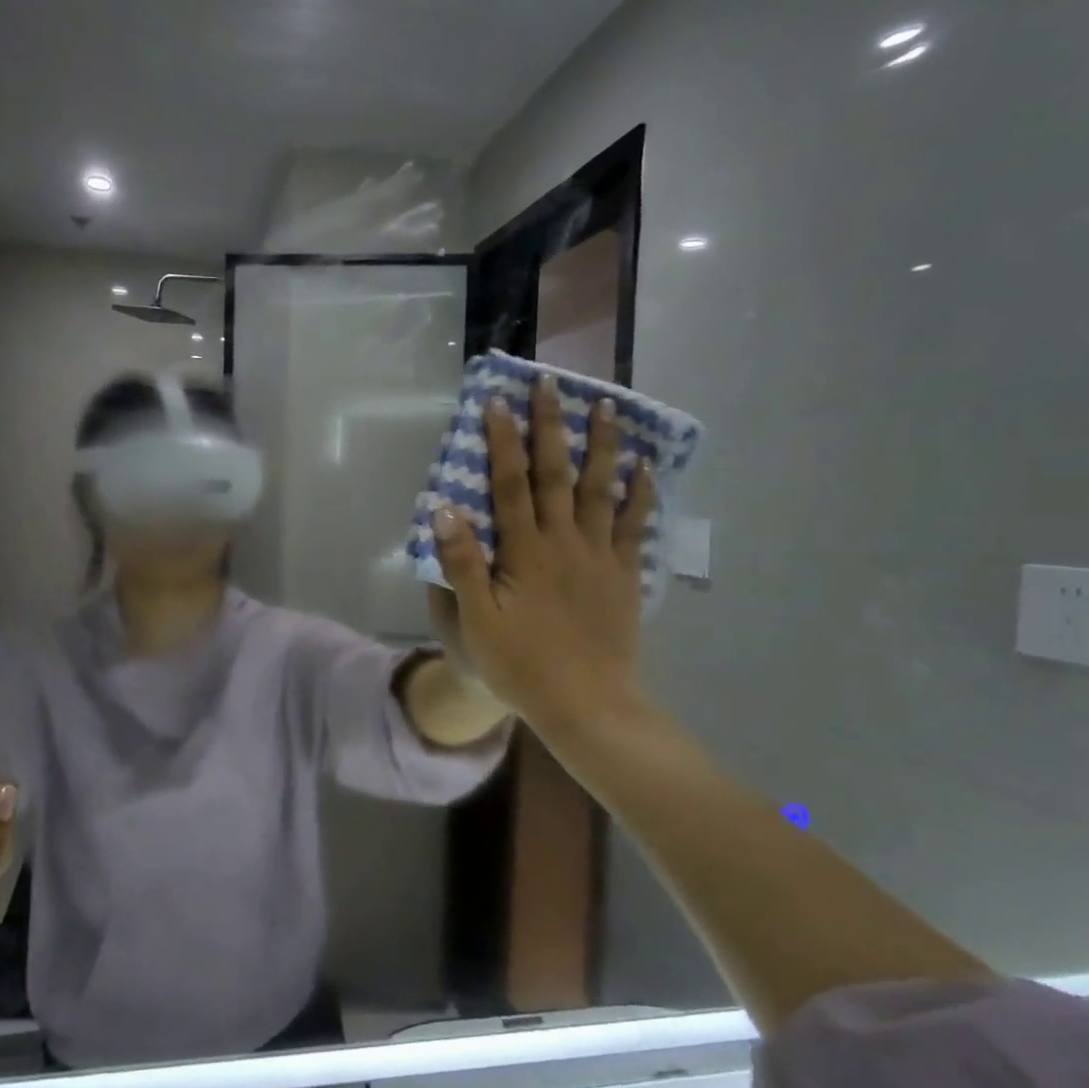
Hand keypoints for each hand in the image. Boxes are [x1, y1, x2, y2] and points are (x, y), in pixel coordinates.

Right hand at [430, 377, 656, 738]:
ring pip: (600, 489)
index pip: (510, 484)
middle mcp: (564, 541)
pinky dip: (639, 493)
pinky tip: (643, 467)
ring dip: (602, 445)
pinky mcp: (623, 575)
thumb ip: (463, 563)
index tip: (498, 402)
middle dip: (551, 426)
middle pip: (556, 473)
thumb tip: (445, 509)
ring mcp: (599, 556)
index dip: (502, 441)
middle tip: (551, 383)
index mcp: (524, 551)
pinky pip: (634, 525)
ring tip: (606, 406)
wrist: (587, 704)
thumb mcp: (477, 620)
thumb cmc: (521, 664)